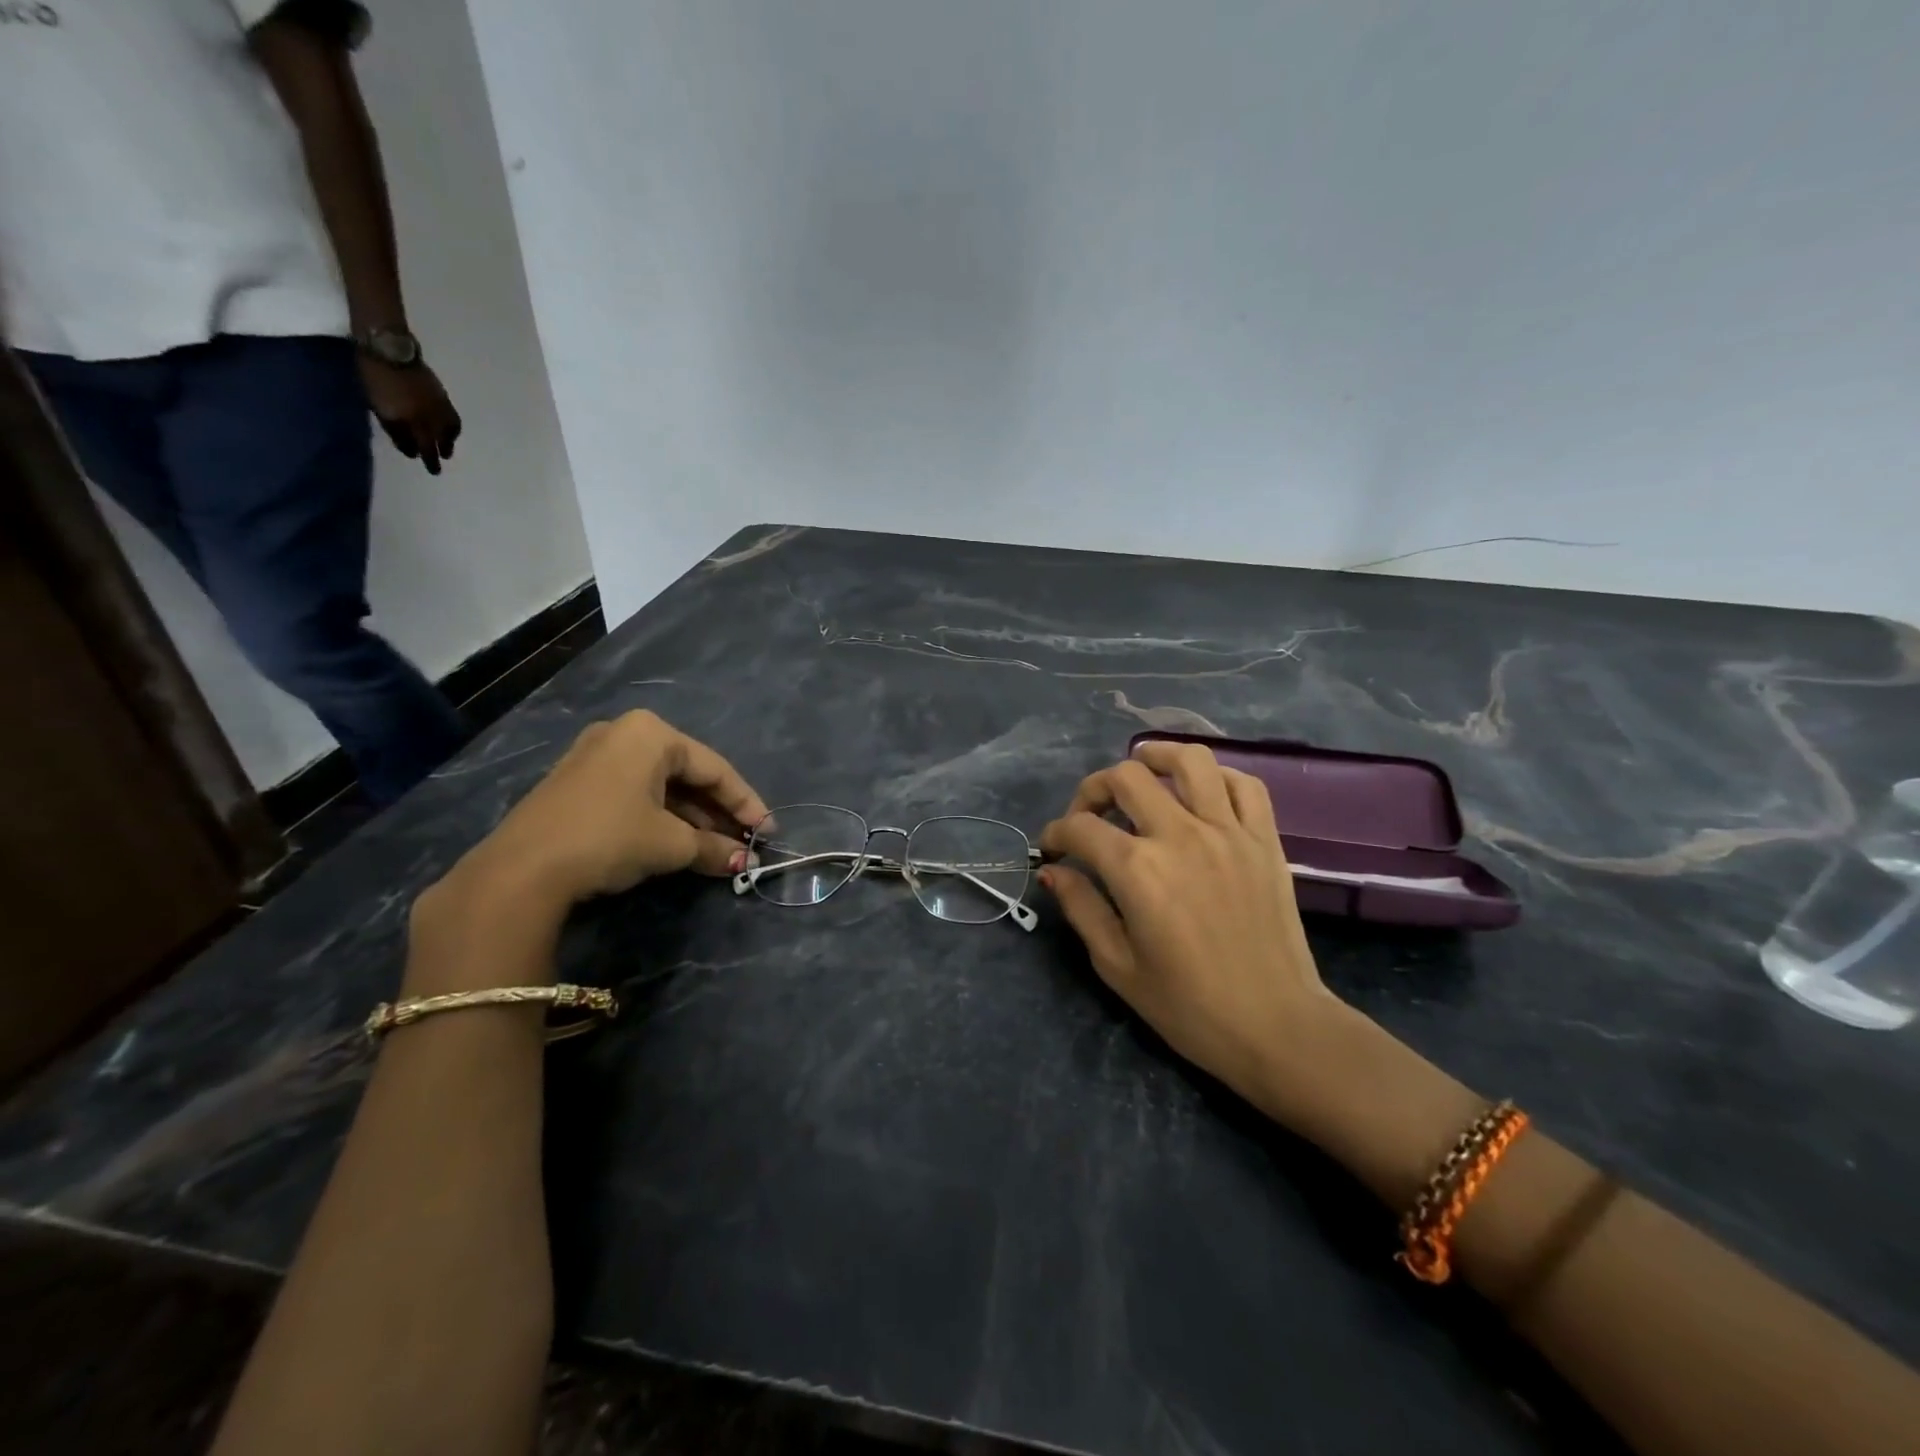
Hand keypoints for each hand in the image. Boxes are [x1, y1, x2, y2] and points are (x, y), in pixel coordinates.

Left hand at [360, 356, 461, 473]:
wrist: (390, 348)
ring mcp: (440, 408)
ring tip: (446, 447)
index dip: (423, 457)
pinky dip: (452, 428)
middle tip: (438, 465)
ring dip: (448, 442)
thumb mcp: (379, 407)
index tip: (423, 463)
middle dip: (438, 455)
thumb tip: (410, 448)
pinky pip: (453, 419)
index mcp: (415, 423)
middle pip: (439, 443)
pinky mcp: (443, 397)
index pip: (423, 448)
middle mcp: (433, 419)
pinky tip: (447, 427)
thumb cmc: (377, 378)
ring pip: (450, 432)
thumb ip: (395, 430)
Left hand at [455, 712, 767, 912]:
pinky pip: (635, 793)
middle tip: (744, 841)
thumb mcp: (671, 844)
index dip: (746, 803)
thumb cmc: (610, 837)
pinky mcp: (577, 783)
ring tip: (717, 848)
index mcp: (651, 734)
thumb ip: (713, 847)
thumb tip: (742, 861)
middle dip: (718, 812)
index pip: (714, 768)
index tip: (768, 831)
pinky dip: (661, 817)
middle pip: (687, 774)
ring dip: (692, 818)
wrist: (521, 869)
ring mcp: (595, 756)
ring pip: (661, 786)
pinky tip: (679, 843)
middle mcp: (624, 734)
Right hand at [1039, 741, 1343, 1116]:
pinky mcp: (1265, 840)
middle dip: (1093, 790)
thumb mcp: (1117, 965)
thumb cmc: (1189, 1007)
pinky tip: (1200, 792)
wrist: (1276, 1027)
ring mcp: (1228, 832)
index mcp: (1138, 871)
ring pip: (1190, 761)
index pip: (1081, 828)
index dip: (1056, 834)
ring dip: (1157, 757)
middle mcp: (1180, 836)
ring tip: (1142, 770)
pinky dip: (1217, 777)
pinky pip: (1244, 784)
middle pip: (1126, 778)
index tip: (1052, 850)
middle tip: (1089, 816)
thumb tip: (1054, 871)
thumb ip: (1081, 908)